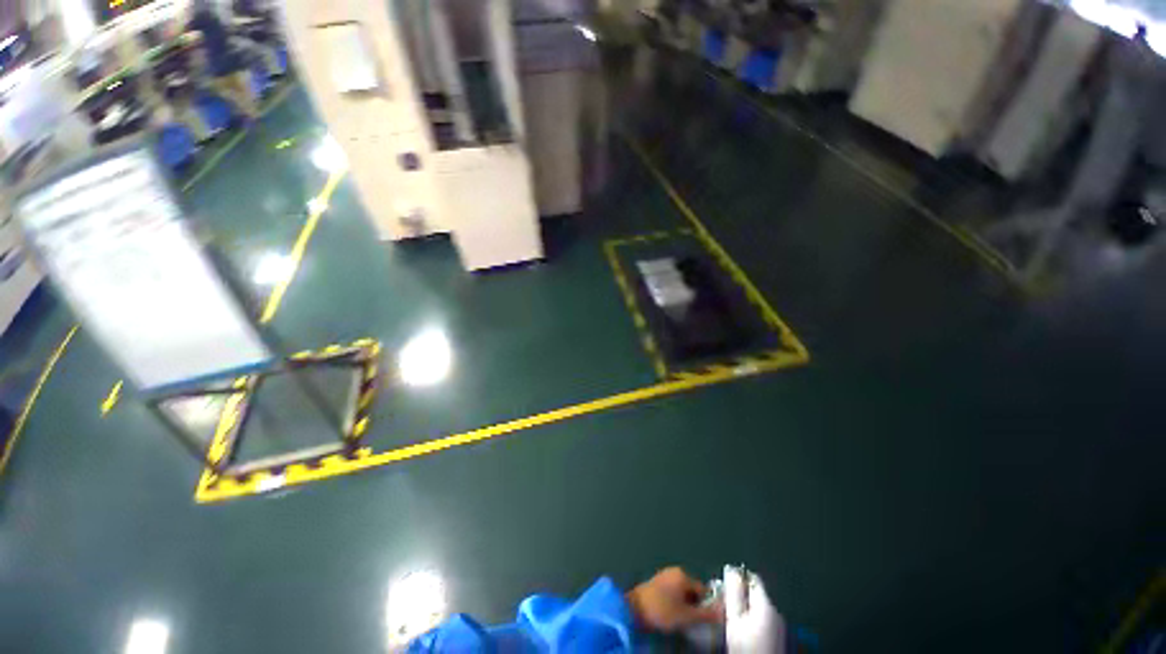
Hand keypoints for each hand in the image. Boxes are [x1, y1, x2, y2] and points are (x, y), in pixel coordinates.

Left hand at [626, 567, 723, 632]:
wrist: (634, 609)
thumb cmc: (662, 610)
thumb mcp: (687, 616)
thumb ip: (706, 614)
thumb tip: (723, 613)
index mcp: (683, 575)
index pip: (704, 590)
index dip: (708, 606)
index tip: (708, 621)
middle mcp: (674, 572)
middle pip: (693, 591)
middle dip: (696, 606)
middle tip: (695, 622)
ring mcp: (664, 576)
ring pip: (683, 593)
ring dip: (685, 606)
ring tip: (684, 620)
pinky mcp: (657, 583)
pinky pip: (673, 593)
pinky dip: (676, 603)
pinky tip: (673, 615)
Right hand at [724, 566, 784, 652]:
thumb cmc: (747, 647)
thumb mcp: (734, 618)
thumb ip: (733, 592)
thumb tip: (731, 570)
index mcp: (767, 604)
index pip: (752, 578)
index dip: (736, 577)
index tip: (724, 586)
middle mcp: (776, 612)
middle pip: (754, 594)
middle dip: (739, 596)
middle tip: (724, 605)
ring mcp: (778, 626)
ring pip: (757, 608)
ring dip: (744, 610)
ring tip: (732, 620)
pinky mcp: (777, 636)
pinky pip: (762, 620)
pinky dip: (751, 621)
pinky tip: (743, 631)